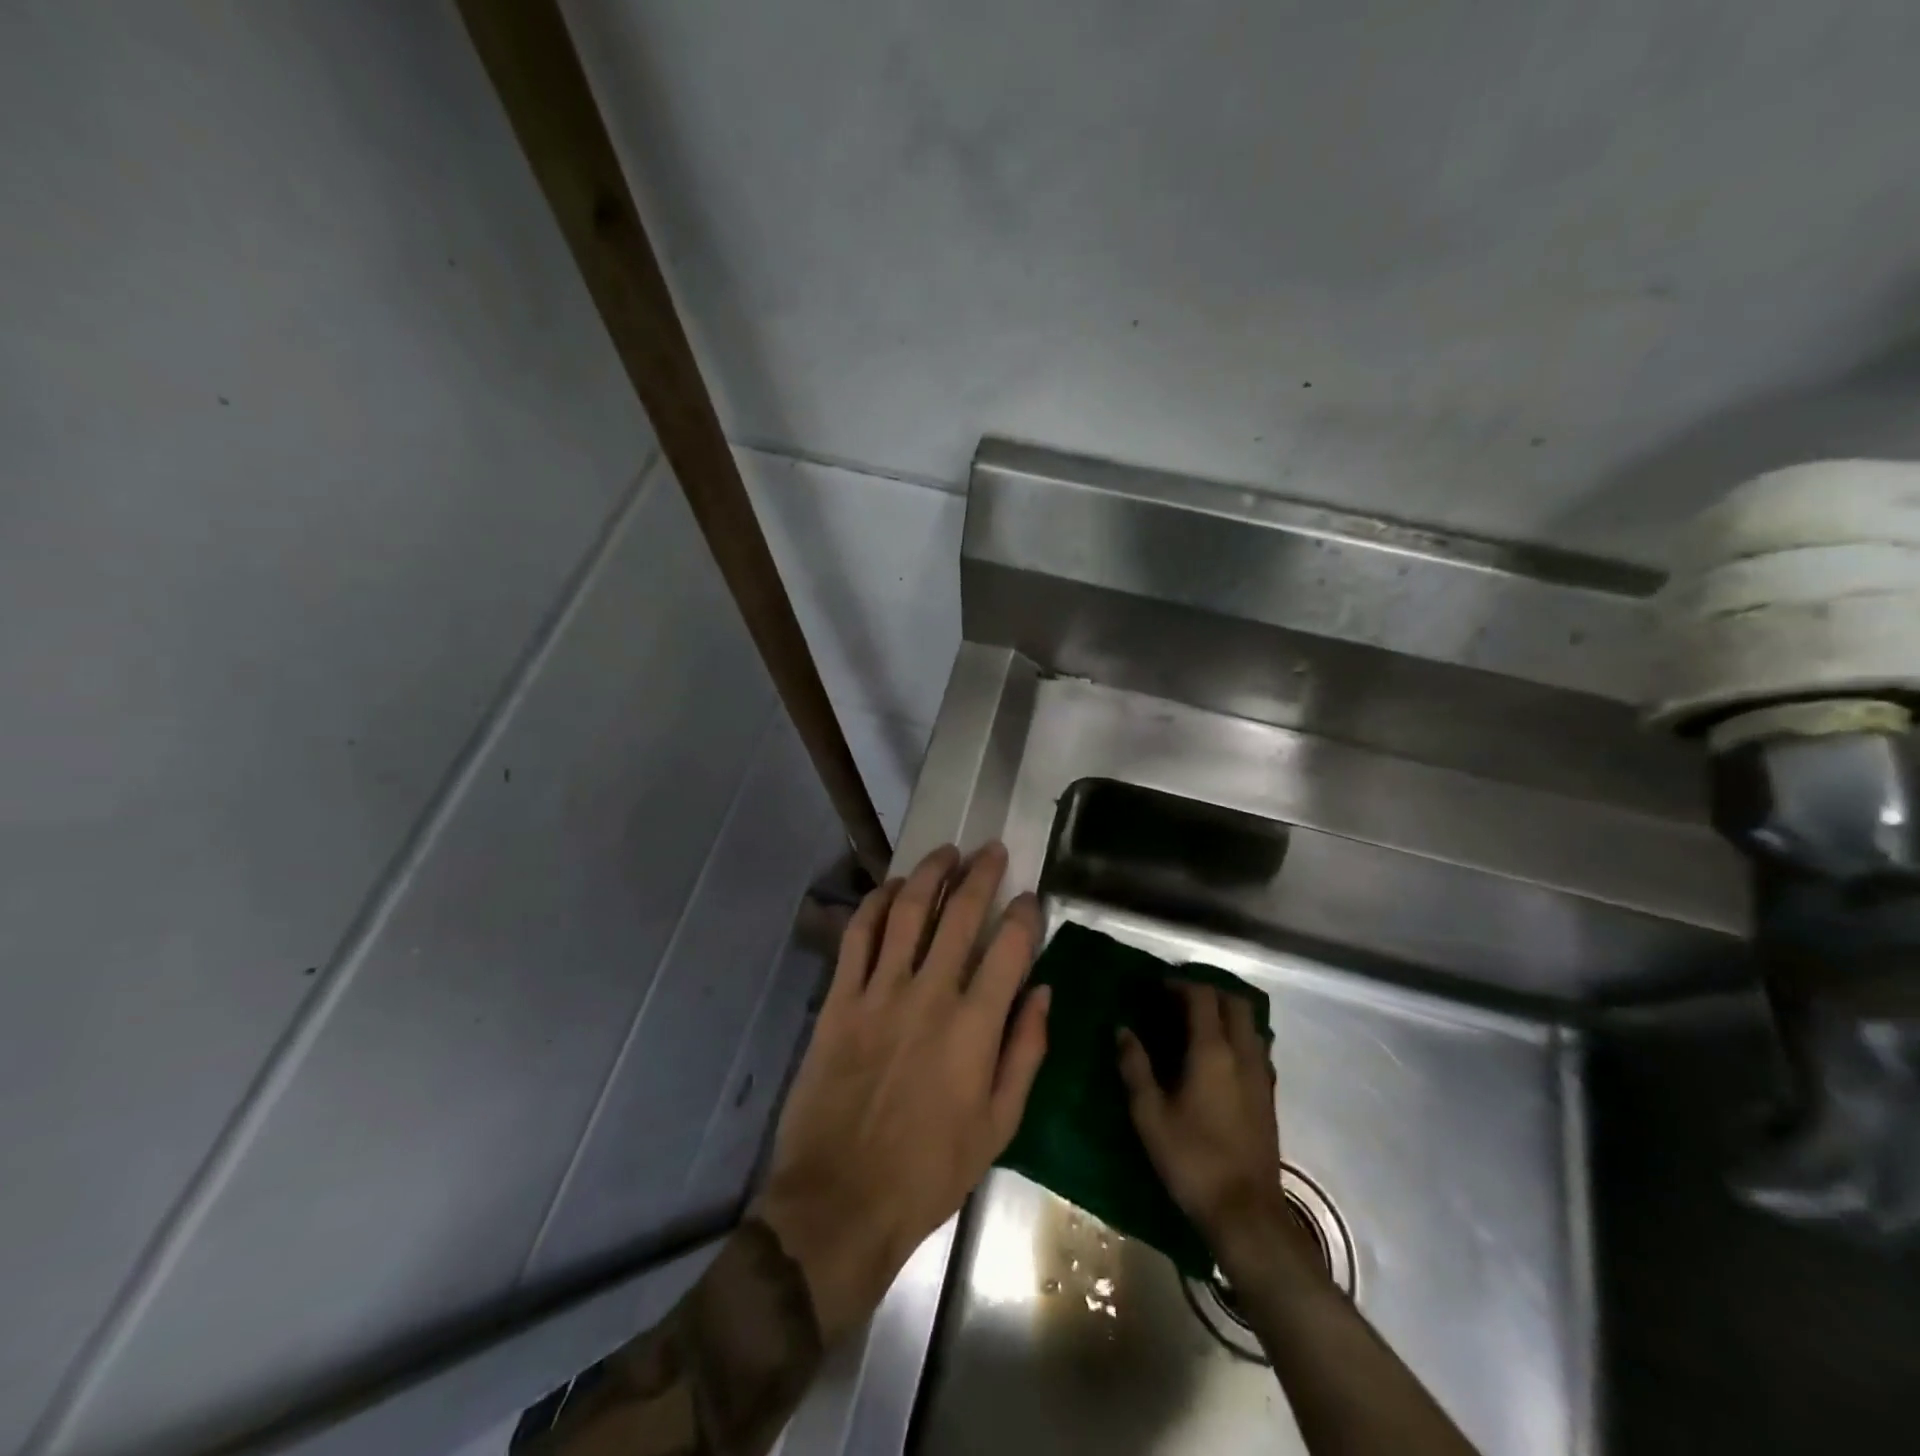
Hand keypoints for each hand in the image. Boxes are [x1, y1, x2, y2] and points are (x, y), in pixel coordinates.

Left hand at [752, 843, 1048, 1341]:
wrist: (841, 1200)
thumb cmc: (929, 1171)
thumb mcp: (999, 1126)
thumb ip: (1026, 1052)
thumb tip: (1044, 992)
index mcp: (975, 1027)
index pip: (1010, 948)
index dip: (1024, 913)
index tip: (1030, 896)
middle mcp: (929, 994)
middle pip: (960, 914)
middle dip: (980, 874)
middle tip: (991, 851)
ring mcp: (879, 992)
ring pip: (907, 910)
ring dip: (929, 873)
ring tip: (946, 853)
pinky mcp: (840, 999)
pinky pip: (858, 935)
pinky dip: (875, 902)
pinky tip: (890, 887)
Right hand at [1117, 985, 1310, 1281]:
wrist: (1246, 1214)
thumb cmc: (1192, 1159)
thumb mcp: (1150, 1114)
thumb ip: (1135, 1067)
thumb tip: (1122, 1030)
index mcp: (1213, 1051)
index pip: (1203, 997)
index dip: (1180, 985)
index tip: (1157, 987)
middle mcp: (1243, 1054)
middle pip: (1234, 1003)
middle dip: (1207, 993)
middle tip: (1177, 1000)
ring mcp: (1261, 1076)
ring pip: (1250, 1025)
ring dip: (1225, 1014)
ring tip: (1196, 1024)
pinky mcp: (1269, 1097)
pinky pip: (1256, 1048)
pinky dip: (1237, 1037)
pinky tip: (1217, 1058)